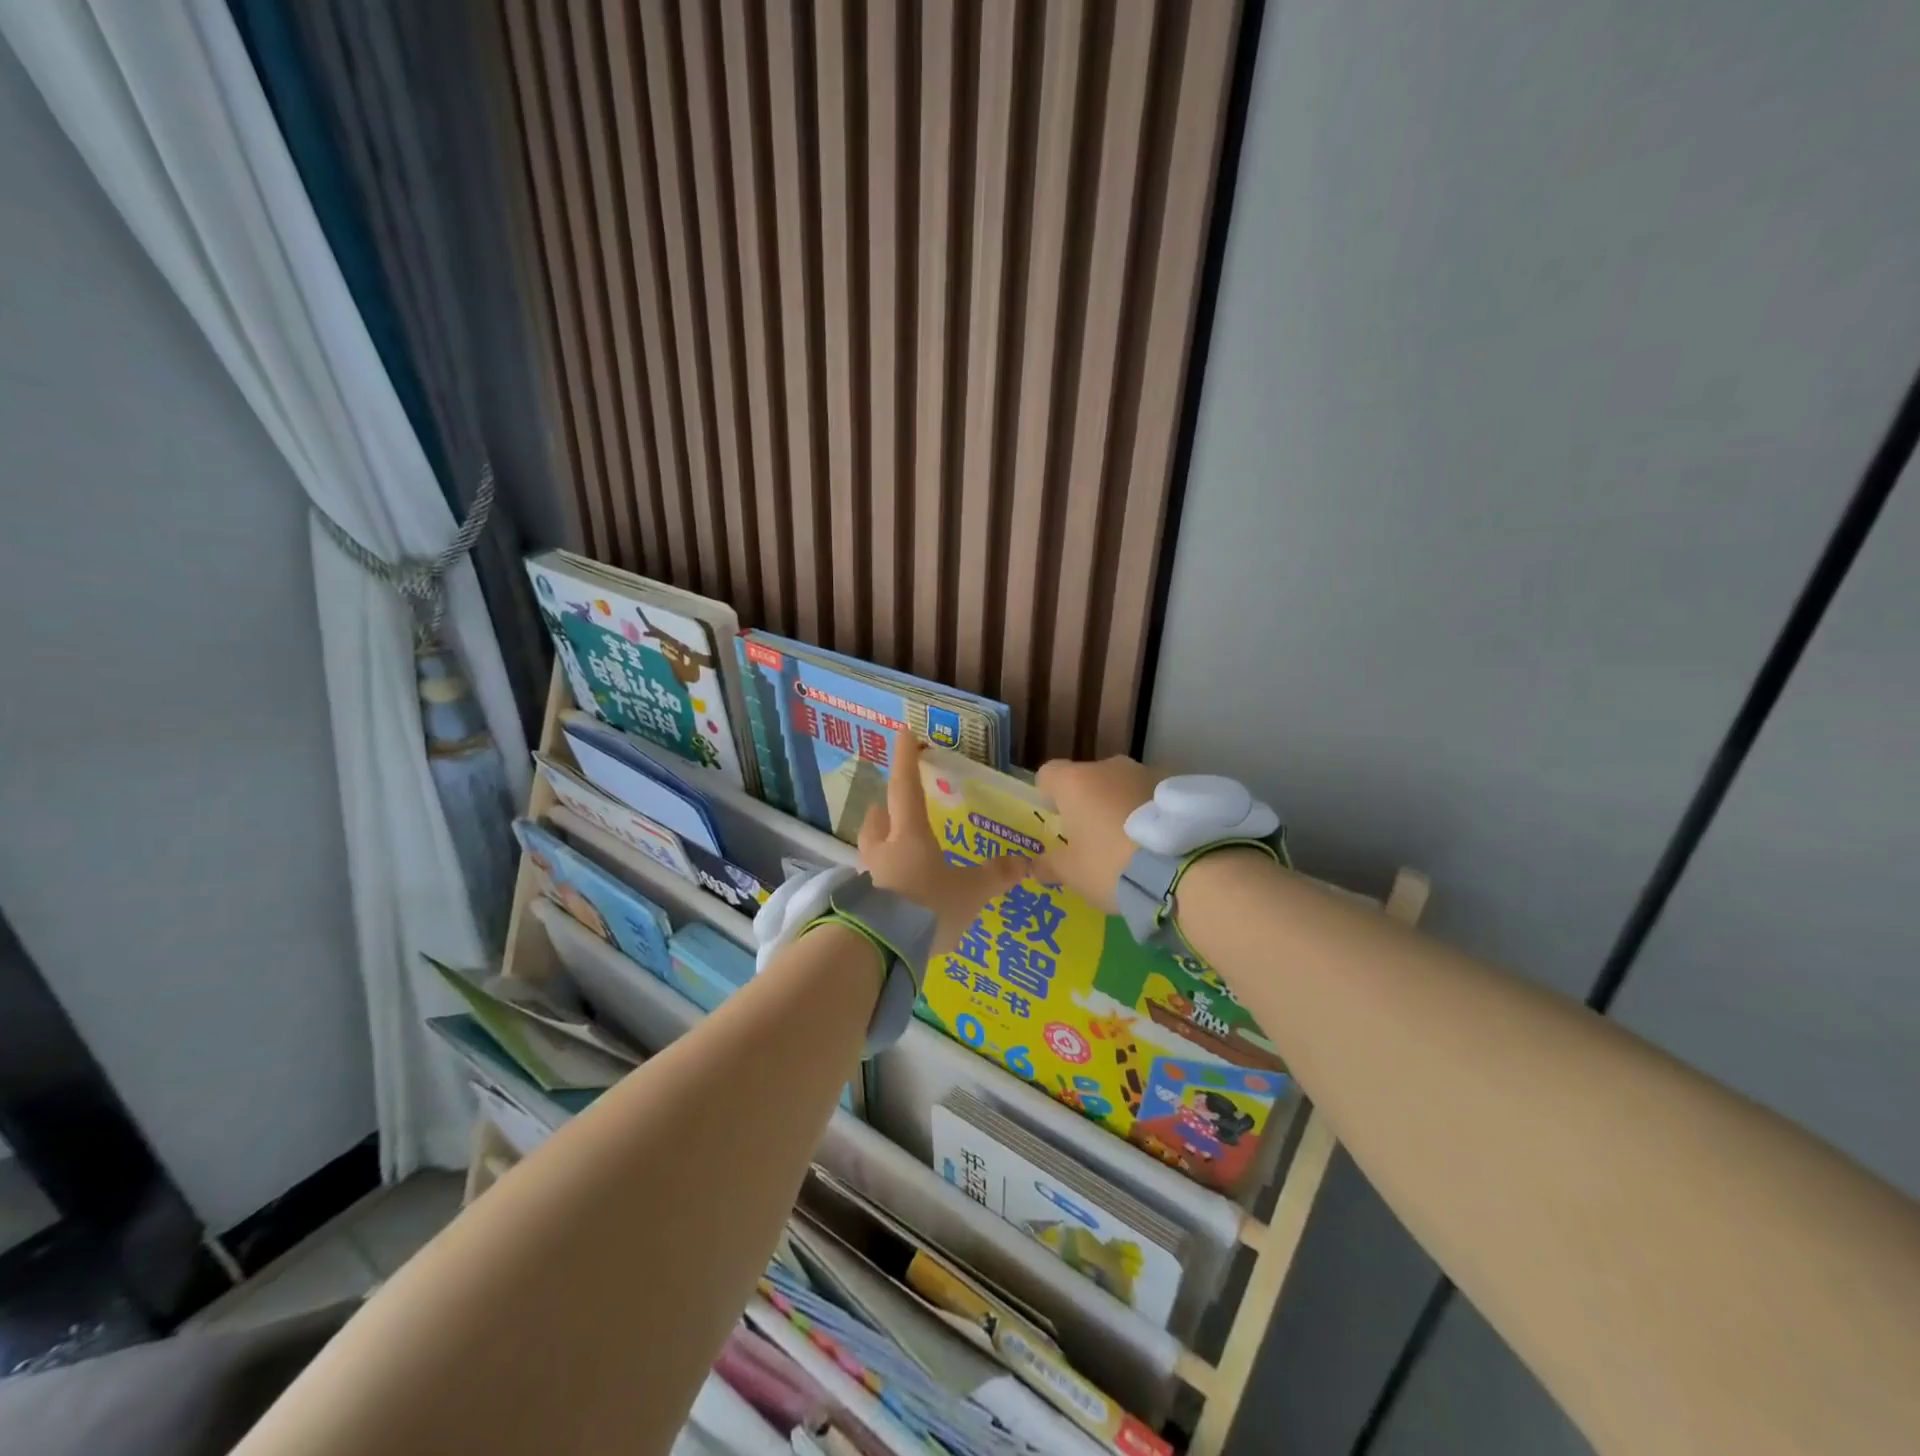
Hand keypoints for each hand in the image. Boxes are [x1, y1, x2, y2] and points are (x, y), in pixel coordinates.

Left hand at [858, 734, 1033, 956]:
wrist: (879, 949)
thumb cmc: (927, 907)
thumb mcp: (970, 893)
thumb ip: (995, 876)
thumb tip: (1026, 861)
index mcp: (909, 835)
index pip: (906, 787)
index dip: (906, 759)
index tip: (901, 731)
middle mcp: (883, 850)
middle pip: (877, 819)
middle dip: (884, 809)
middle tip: (889, 806)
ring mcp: (865, 878)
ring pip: (870, 850)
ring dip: (880, 844)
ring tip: (894, 851)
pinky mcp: (858, 906)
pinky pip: (868, 882)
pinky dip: (879, 881)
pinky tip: (891, 895)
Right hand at [1033, 755, 1165, 912]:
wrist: (1183, 867)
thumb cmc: (1111, 865)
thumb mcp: (1072, 874)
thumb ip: (1050, 865)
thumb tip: (1034, 866)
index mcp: (1075, 782)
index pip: (1048, 774)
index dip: (1048, 795)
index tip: (1057, 821)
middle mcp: (1109, 767)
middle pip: (1089, 779)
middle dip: (1089, 802)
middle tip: (1096, 839)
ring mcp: (1147, 771)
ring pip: (1123, 785)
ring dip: (1122, 805)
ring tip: (1134, 843)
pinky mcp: (1179, 784)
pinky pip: (1153, 795)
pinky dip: (1151, 811)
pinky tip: (1159, 842)